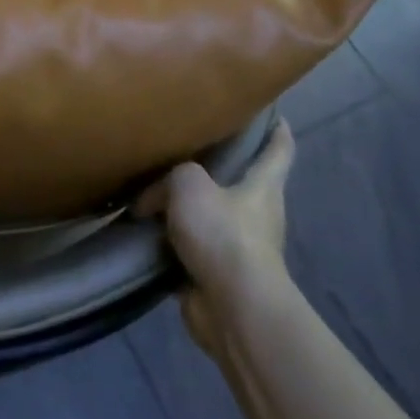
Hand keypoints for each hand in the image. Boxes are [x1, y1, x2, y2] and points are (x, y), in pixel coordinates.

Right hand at [137, 119, 295, 360]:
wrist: (232, 306)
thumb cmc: (223, 233)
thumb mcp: (189, 183)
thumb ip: (170, 177)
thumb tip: (150, 199)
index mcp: (263, 186)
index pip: (279, 150)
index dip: (276, 130)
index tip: (270, 112)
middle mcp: (256, 213)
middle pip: (238, 181)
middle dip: (213, 167)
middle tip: (181, 147)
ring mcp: (237, 246)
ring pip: (209, 215)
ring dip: (184, 207)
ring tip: (147, 189)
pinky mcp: (215, 274)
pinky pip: (188, 247)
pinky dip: (168, 240)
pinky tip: (141, 229)